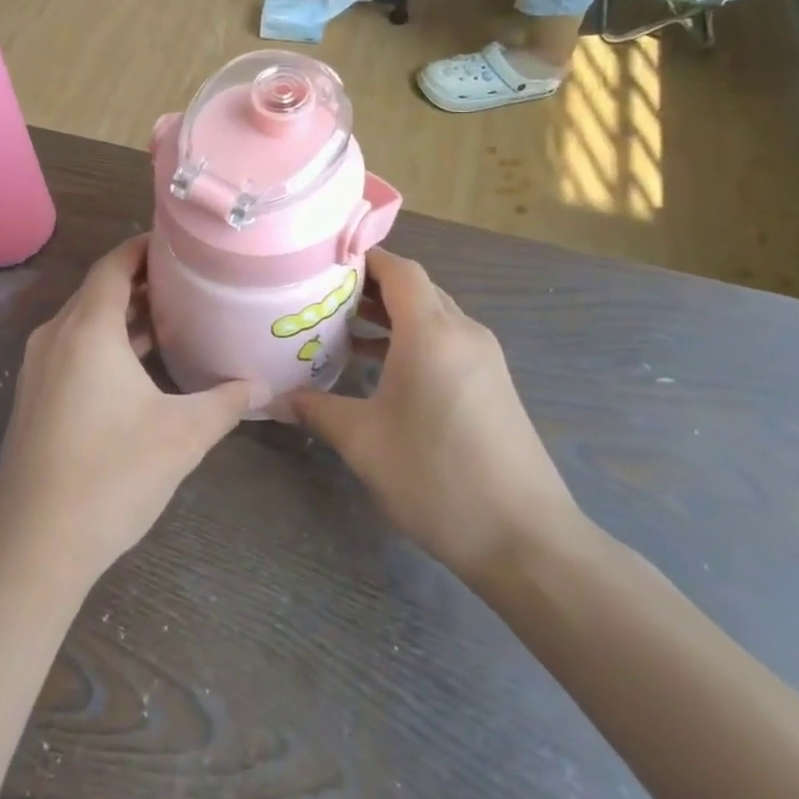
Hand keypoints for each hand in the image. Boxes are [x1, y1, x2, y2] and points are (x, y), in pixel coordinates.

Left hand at [0, 237, 259, 592]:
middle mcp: (56, 336)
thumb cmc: (112, 477)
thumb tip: (263, 386)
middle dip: (141, 281)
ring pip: (85, 322)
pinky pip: (73, 349)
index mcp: (87, 330)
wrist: (34, 545)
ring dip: (124, 316)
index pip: (114, 264)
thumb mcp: (182, 436)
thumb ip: (227, 402)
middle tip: (189, 280)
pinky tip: (139, 367)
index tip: (180, 243)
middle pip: (99, 290)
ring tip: (173, 317)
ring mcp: (38, 368)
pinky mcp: (34, 397)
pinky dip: (105, 343)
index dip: (144, 248)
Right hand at [286, 249, 580, 585]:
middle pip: (415, 288)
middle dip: (370, 286)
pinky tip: (379, 367)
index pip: (399, 269)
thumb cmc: (437, 478)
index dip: (363, 258)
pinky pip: (446, 341)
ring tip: (341, 327)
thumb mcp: (363, 442)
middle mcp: (463, 333)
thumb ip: (316, 410)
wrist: (526, 540)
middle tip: (321, 295)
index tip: (321, 262)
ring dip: (390, 315)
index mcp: (432, 333)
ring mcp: (484, 358)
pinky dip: (412, 340)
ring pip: (432, 315)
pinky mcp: (492, 384)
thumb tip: (272, 400)